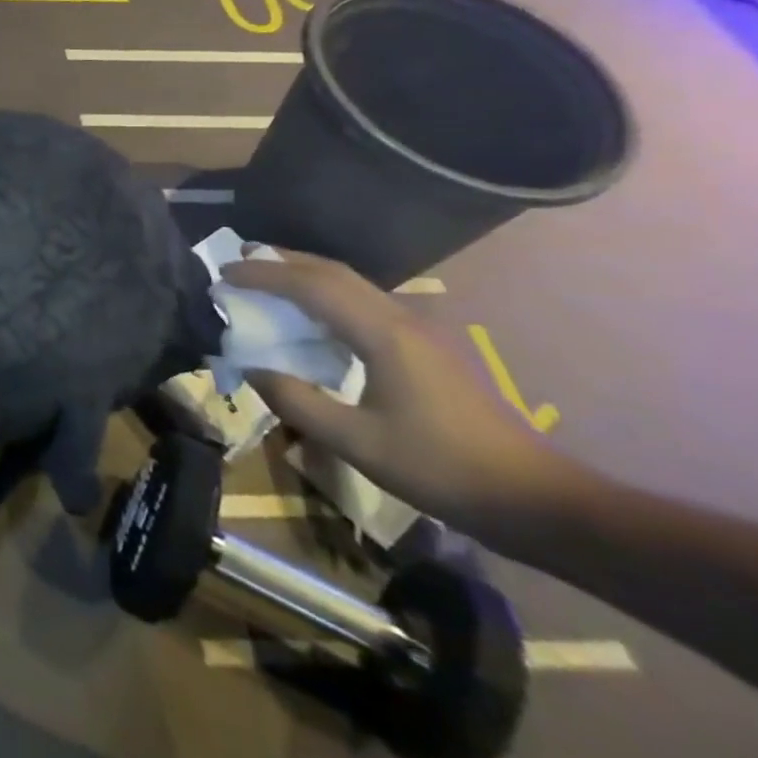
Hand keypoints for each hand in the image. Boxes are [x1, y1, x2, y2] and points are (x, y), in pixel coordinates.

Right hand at [221, 249, 578, 540]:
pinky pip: (363, 303)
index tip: (224, 273)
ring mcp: (418, 331)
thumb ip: (297, 401)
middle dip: (283, 261)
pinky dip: (326, 294)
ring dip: (305, 275)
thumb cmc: (440, 468)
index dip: (264, 274)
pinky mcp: (424, 347)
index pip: (312, 286)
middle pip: (334, 272)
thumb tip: (252, 368)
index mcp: (383, 334)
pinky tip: (312, 316)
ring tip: (267, 278)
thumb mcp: (357, 442)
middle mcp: (400, 319)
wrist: (533, 498)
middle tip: (240, 259)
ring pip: (351, 284)